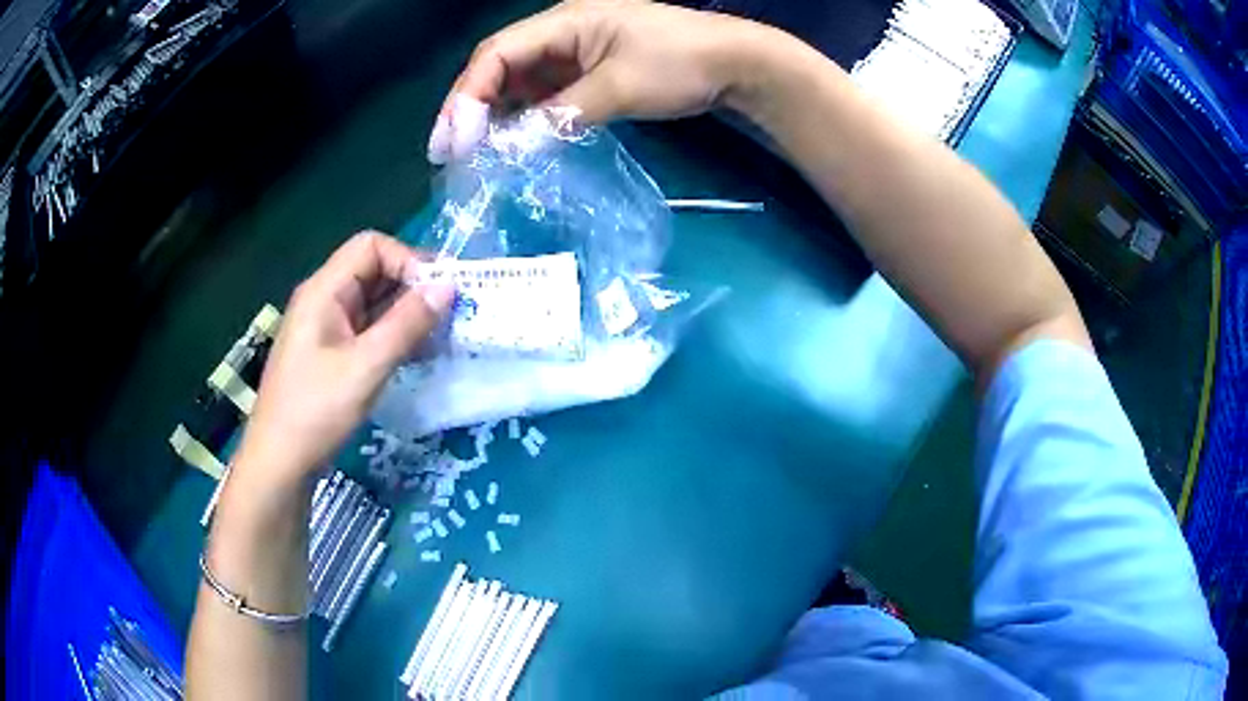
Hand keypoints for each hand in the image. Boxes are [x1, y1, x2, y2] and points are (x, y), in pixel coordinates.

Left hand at [232, 232, 453, 490]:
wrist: (280, 463)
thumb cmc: (316, 411)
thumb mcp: (366, 367)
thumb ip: (407, 324)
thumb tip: (448, 286)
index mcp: (324, 291)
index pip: (371, 246)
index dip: (407, 260)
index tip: (436, 294)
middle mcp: (324, 300)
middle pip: (374, 271)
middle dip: (412, 287)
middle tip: (449, 316)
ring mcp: (326, 328)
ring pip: (374, 302)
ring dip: (407, 314)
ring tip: (440, 338)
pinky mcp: (331, 354)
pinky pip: (368, 330)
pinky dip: (394, 335)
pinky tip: (417, 356)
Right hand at [428, 0, 770, 162]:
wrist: (734, 63)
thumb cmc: (680, 63)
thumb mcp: (619, 88)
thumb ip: (563, 114)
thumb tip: (514, 147)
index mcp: (563, 21)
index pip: (496, 53)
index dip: (467, 94)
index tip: (451, 139)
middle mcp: (560, 32)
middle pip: (499, 65)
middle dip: (471, 106)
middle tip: (451, 152)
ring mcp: (574, 51)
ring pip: (519, 80)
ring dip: (495, 113)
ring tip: (475, 153)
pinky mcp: (588, 70)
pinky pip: (544, 91)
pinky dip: (526, 115)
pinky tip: (515, 141)